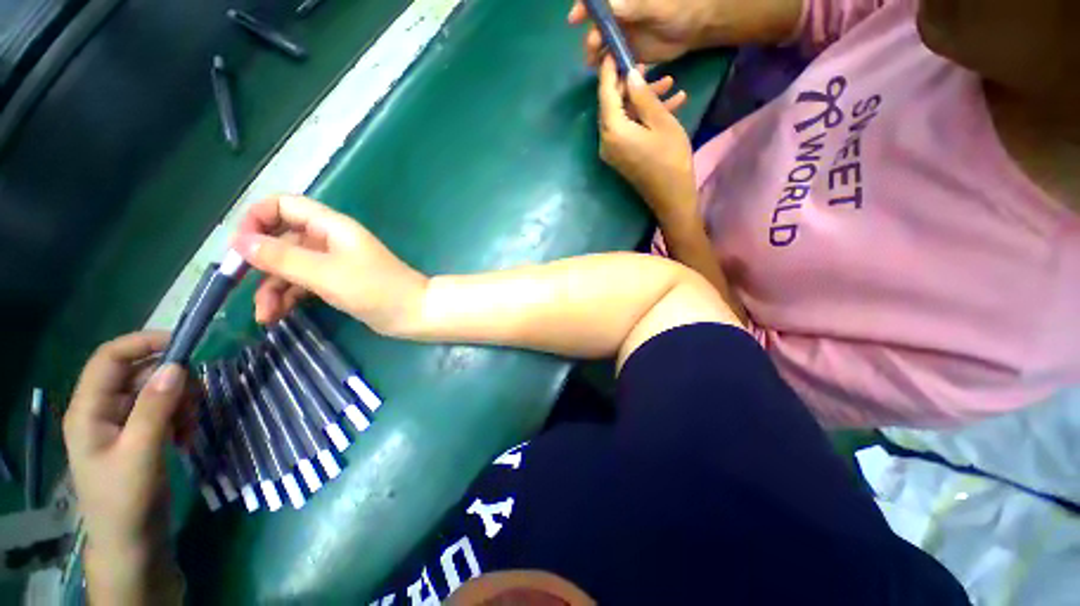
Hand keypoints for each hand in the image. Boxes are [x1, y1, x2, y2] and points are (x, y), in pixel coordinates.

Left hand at [64, 332, 188, 603]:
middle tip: (196, 404)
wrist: (132, 541)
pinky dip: (180, 417)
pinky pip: (164, 409)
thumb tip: (177, 366)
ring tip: (189, 429)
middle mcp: (102, 409)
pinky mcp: (139, 434)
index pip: (110, 358)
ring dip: (180, 402)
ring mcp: (121, 422)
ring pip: (157, 390)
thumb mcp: (140, 454)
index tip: (186, 346)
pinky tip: (185, 437)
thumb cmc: (126, 500)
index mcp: (89, 409)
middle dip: (173, 382)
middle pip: (140, 372)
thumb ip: (155, 409)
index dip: (144, 342)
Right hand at [232, 195, 428, 333]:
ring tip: (264, 317)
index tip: (239, 247)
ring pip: (291, 266)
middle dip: (260, 263)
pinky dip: (288, 298)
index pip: (285, 205)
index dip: (257, 219)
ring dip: (272, 289)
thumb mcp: (325, 273)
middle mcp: (330, 240)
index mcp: (331, 227)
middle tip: (239, 288)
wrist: (414, 313)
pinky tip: (276, 317)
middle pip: (282, 239)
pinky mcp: (338, 283)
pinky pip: (304, 284)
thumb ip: (283, 257)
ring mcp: (334, 263)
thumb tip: (240, 241)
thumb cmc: (376, 289)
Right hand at [568, 0, 804, 64]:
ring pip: (601, 43)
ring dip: (596, 53)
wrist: (697, 26)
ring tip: (596, 63)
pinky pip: (613, 58)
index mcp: (623, 0)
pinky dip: (608, 65)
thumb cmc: (680, 7)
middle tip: (594, 47)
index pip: (598, 1)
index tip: (575, 18)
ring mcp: (623, 33)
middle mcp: (619, 14)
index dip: (584, 7)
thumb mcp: (657, 6)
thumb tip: (610, 6)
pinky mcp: (629, 50)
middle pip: (596, 24)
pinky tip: (607, 72)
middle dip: (591, 35)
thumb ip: (634, 6)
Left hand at [597, 57, 695, 220]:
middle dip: (630, 85)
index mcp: (613, 131)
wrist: (670, 197)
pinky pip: (628, 130)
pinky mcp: (621, 156)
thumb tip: (629, 75)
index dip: (609, 72)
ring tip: (669, 82)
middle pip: (613, 105)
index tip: (614, 52)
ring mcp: (613, 150)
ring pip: (624, 116)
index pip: (606, 94)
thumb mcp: (661, 122)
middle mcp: (606, 140)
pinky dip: (643, 117)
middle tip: (647, 66)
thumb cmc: (669, 159)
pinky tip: (670, 103)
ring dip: (643, 100)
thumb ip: (643, 97)